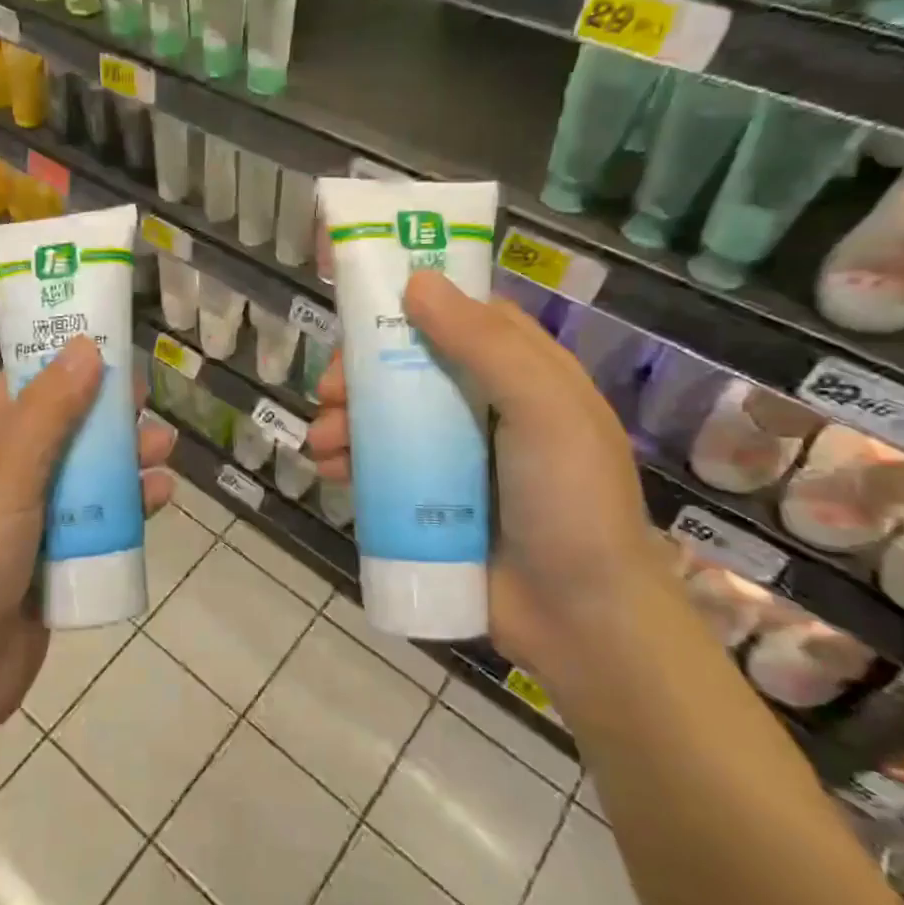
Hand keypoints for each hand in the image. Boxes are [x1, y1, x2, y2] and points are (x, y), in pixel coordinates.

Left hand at [0, 337, 174, 755]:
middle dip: (107, 412)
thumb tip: (86, 348)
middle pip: (65, 426)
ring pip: (87, 472)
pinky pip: (97, 519)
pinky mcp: (55, 556)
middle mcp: (6, 473)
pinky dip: (127, 506)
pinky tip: (159, 498)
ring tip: (165, 449)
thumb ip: (48, 413)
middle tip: (148, 401)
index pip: (25, 383)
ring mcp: (31, 517)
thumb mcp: (7, 478)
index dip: (65, 359)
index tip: (112, 344)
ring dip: (124, 459)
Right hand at [305, 270, 664, 673]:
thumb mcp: (544, 410)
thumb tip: (416, 283)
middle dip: (361, 373)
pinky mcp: (431, 500)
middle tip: (330, 389)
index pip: (461, 318)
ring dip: (345, 419)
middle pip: (410, 368)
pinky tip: (328, 470)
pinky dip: (350, 461)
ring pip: (387, 417)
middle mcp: (486, 407)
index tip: (361, 307)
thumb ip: (486, 344)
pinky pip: (381, 467)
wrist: (581, 621)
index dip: (410, 306)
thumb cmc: (571, 502)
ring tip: (321, 441)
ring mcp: (456, 457)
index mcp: (523, 374)